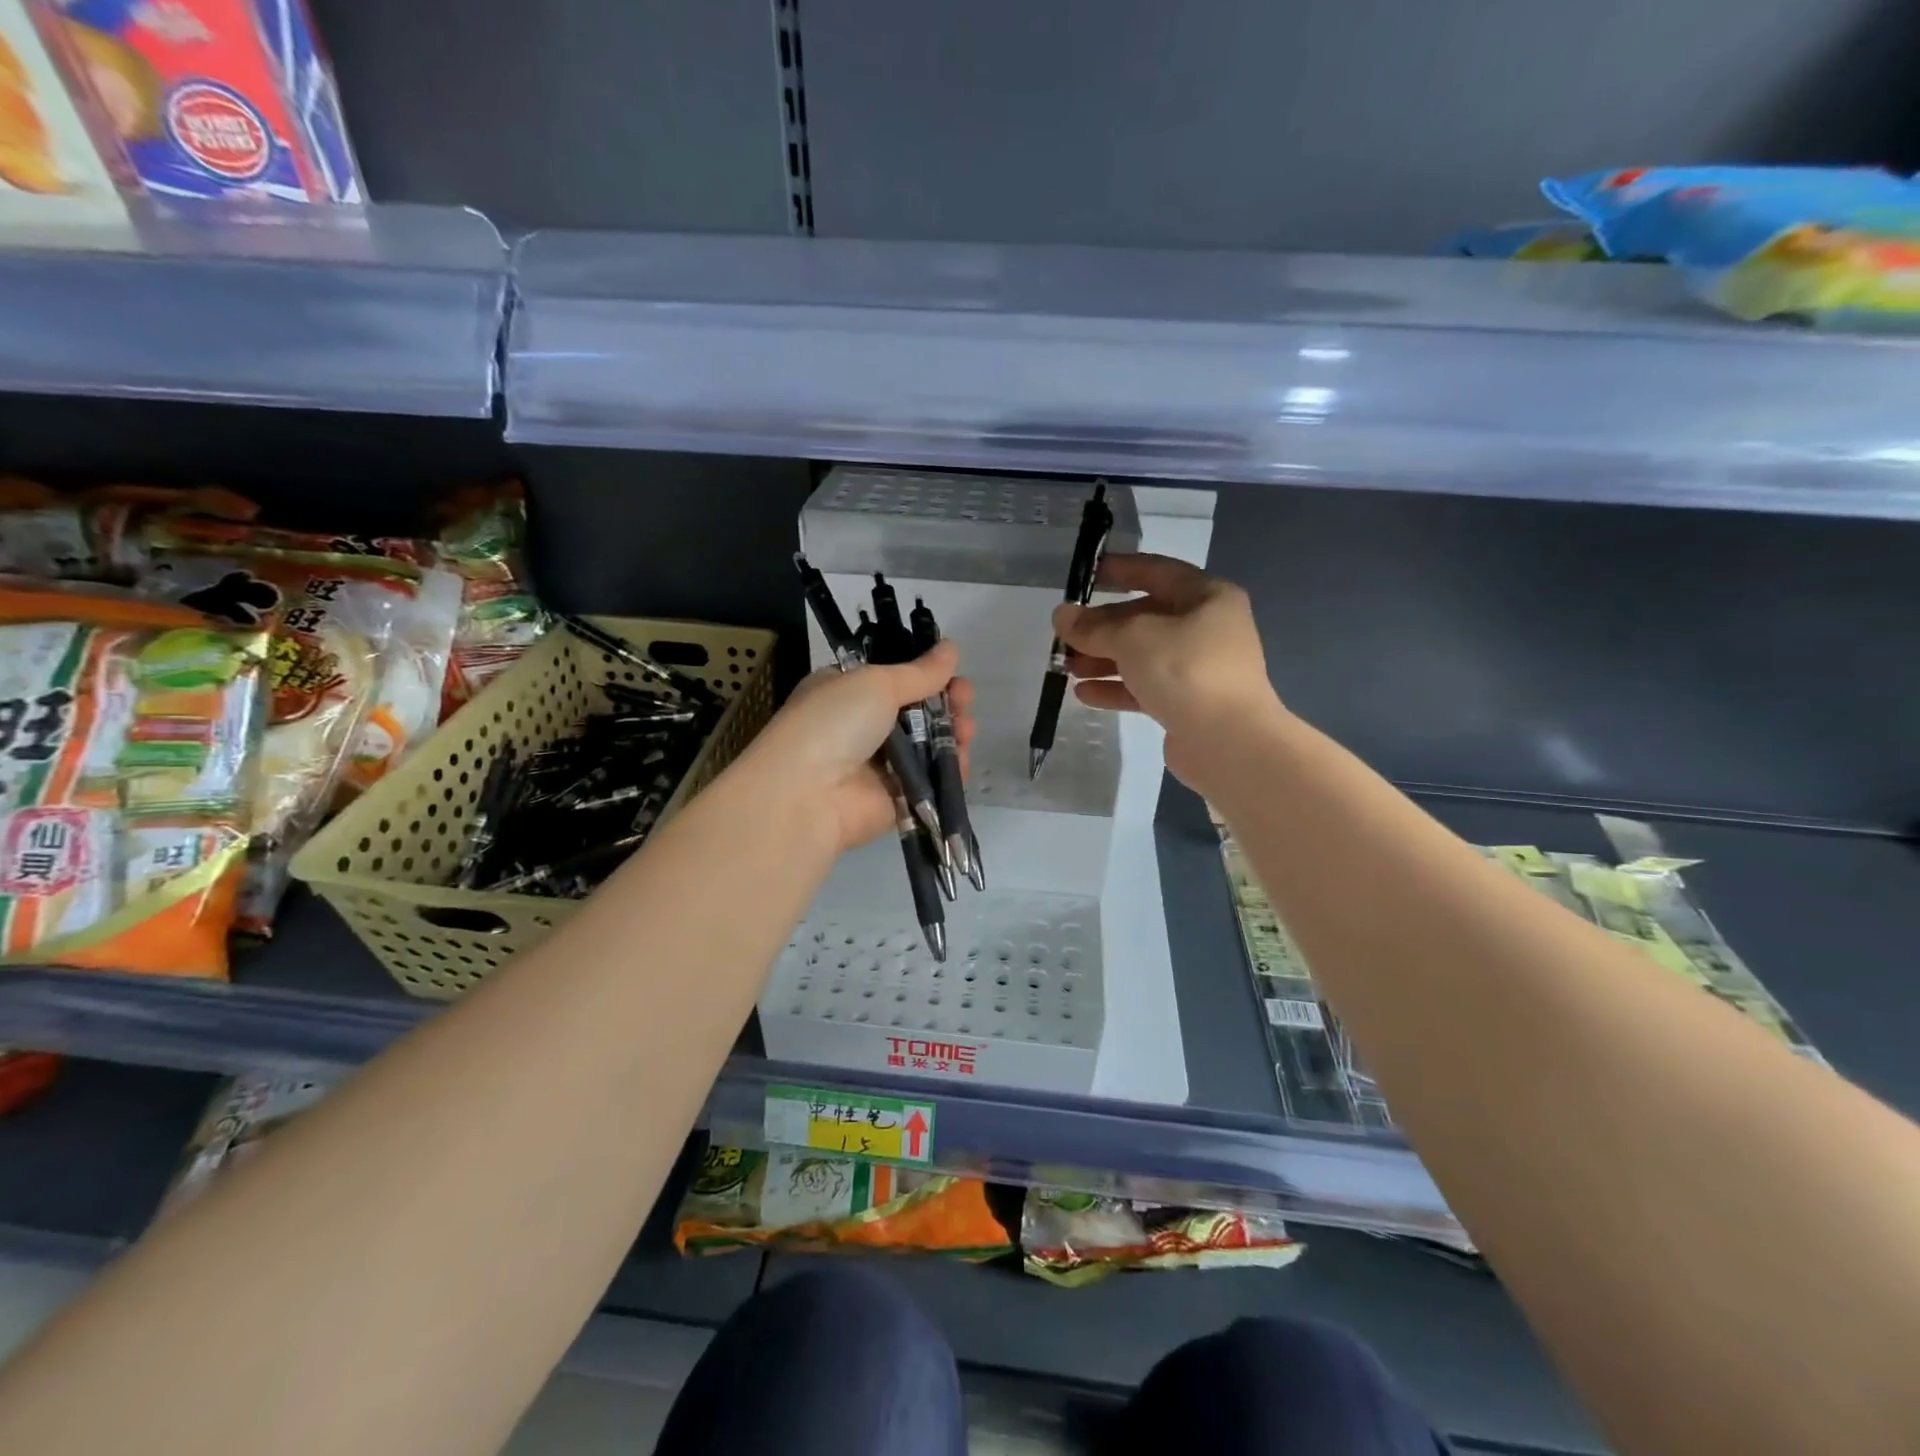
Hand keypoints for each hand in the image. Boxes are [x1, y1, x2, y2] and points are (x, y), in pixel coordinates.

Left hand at [745, 641, 974, 854]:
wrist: (808, 794)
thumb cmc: (835, 722)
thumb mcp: (876, 683)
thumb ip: (920, 672)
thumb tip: (951, 648)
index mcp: (846, 692)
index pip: (893, 679)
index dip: (925, 675)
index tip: (951, 673)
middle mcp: (861, 728)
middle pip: (915, 712)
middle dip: (945, 704)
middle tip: (965, 699)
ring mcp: (879, 766)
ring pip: (927, 746)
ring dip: (951, 734)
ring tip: (966, 729)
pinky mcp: (896, 799)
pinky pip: (930, 780)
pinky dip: (948, 769)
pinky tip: (961, 757)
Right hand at [1052, 553, 1280, 788]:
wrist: (1229, 742)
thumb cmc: (1186, 671)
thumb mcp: (1133, 639)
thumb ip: (1093, 627)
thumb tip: (1062, 615)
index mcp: (1206, 597)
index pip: (1157, 572)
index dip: (1121, 570)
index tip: (1086, 574)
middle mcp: (1206, 627)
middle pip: (1145, 617)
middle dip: (1103, 626)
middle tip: (1065, 634)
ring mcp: (1198, 668)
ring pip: (1143, 655)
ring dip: (1104, 659)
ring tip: (1066, 667)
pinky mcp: (1188, 703)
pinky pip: (1146, 687)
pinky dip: (1116, 687)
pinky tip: (1084, 693)